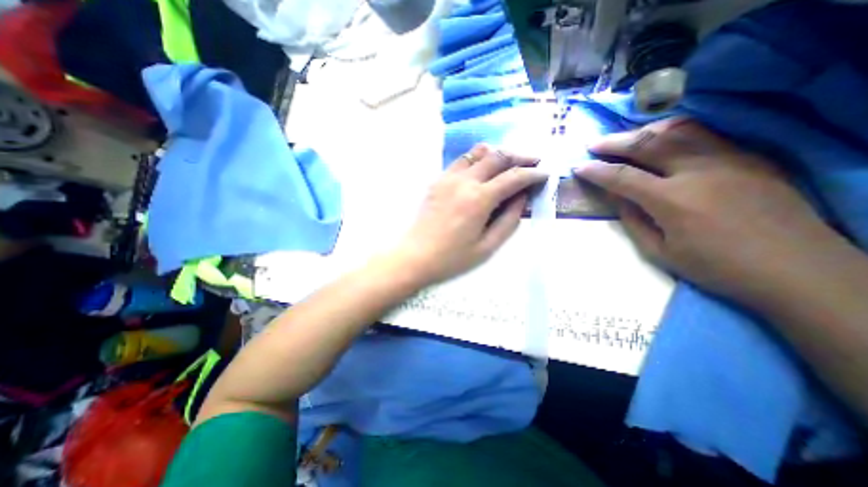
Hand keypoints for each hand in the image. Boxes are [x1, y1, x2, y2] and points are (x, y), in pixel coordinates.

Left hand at [395, 145, 543, 285]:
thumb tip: (522, 197)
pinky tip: (482, 170)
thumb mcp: (487, 247)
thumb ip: (509, 220)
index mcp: (479, 199)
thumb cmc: (452, 258)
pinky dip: (477, 159)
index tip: (545, 174)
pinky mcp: (437, 180)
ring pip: (478, 152)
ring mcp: (448, 178)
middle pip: (498, 157)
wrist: (415, 256)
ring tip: (509, 164)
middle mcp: (464, 181)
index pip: (513, 177)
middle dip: (520, 157)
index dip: (533, 173)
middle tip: (533, 163)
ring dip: (498, 154)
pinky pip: (461, 160)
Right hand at [574, 116, 844, 301]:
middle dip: (613, 142)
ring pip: (679, 130)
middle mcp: (699, 171)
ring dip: (644, 131)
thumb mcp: (659, 251)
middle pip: (648, 144)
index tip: (578, 167)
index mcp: (673, 200)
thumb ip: (633, 219)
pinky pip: (705, 134)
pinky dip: (674, 132)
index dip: (596, 171)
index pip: (622, 177)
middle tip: (593, 144)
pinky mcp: (749, 157)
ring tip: (625, 137)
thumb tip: (616, 196)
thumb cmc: (716, 267)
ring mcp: (729, 159)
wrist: (797, 269)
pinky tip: (661, 139)